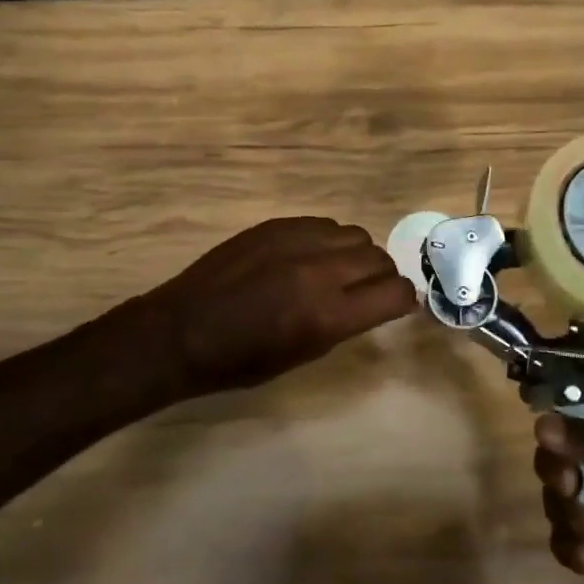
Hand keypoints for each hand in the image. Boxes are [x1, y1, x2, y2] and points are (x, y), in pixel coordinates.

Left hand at [117, 216, 415, 398]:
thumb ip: (344, 323)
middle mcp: (319, 272)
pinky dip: (326, 240)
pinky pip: (322, 223)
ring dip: (355, 253)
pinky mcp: (276, 224)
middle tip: (366, 289)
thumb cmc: (240, 361)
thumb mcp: (302, 355)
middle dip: (381, 275)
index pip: (394, 293)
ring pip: (353, 233)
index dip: (402, 299)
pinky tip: (308, 256)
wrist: (181, 331)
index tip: (396, 304)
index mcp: (327, 315)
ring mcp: (296, 241)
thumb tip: (374, 301)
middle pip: (379, 257)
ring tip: (335, 269)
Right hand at [534, 397, 583, 583]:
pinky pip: (568, 538)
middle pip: (562, 451)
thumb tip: (541, 424)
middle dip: (558, 472)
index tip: (549, 438)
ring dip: (564, 514)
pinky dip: (568, 546)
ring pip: (560, 496)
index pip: (583, 406)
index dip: (560, 417)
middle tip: (571, 491)